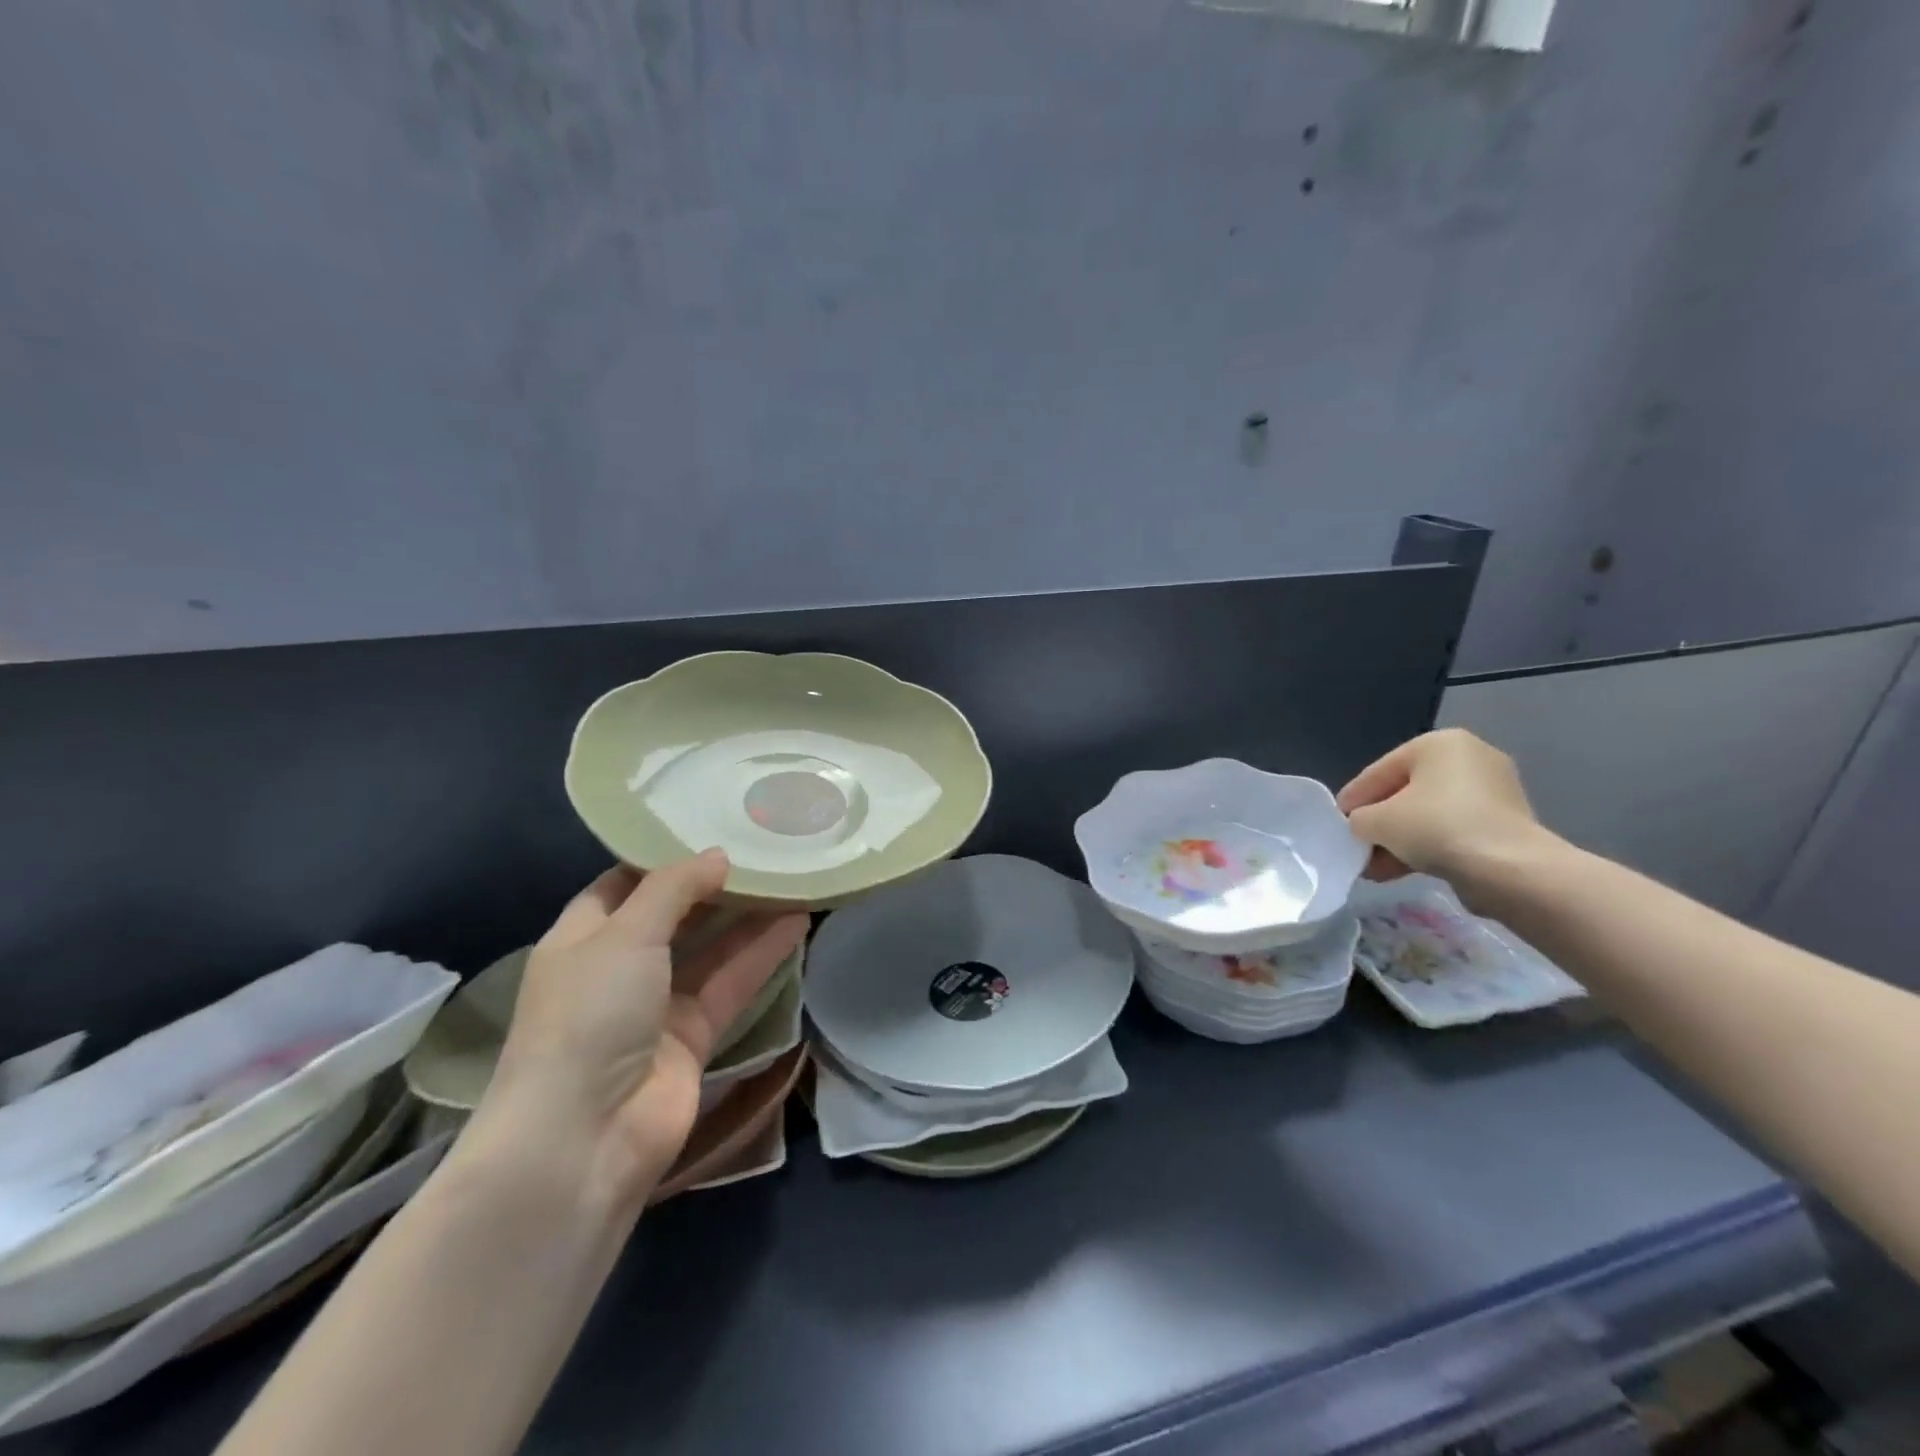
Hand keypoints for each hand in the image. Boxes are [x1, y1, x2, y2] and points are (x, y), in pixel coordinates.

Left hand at [474, 851, 807, 1215]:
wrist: (584, 1138)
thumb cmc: (589, 1016)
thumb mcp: (625, 935)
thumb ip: (674, 889)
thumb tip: (718, 856)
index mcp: (582, 939)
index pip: (625, 884)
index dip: (665, 857)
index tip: (711, 825)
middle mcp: (619, 968)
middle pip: (674, 915)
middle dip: (715, 885)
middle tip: (763, 847)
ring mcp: (658, 1006)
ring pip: (711, 949)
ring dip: (748, 917)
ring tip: (792, 876)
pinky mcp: (694, 1038)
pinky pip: (732, 985)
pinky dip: (762, 955)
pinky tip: (798, 921)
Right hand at [1336, 729, 1549, 893]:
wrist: (1509, 869)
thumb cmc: (1436, 827)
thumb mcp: (1376, 821)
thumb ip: (1359, 819)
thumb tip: (1364, 827)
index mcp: (1438, 743)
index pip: (1379, 771)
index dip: (1353, 800)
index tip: (1336, 824)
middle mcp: (1469, 758)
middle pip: (1405, 793)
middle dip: (1380, 824)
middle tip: (1357, 847)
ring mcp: (1492, 791)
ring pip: (1428, 815)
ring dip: (1399, 841)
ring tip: (1375, 868)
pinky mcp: (1505, 823)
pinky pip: (1452, 830)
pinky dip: (1426, 847)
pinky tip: (1401, 871)